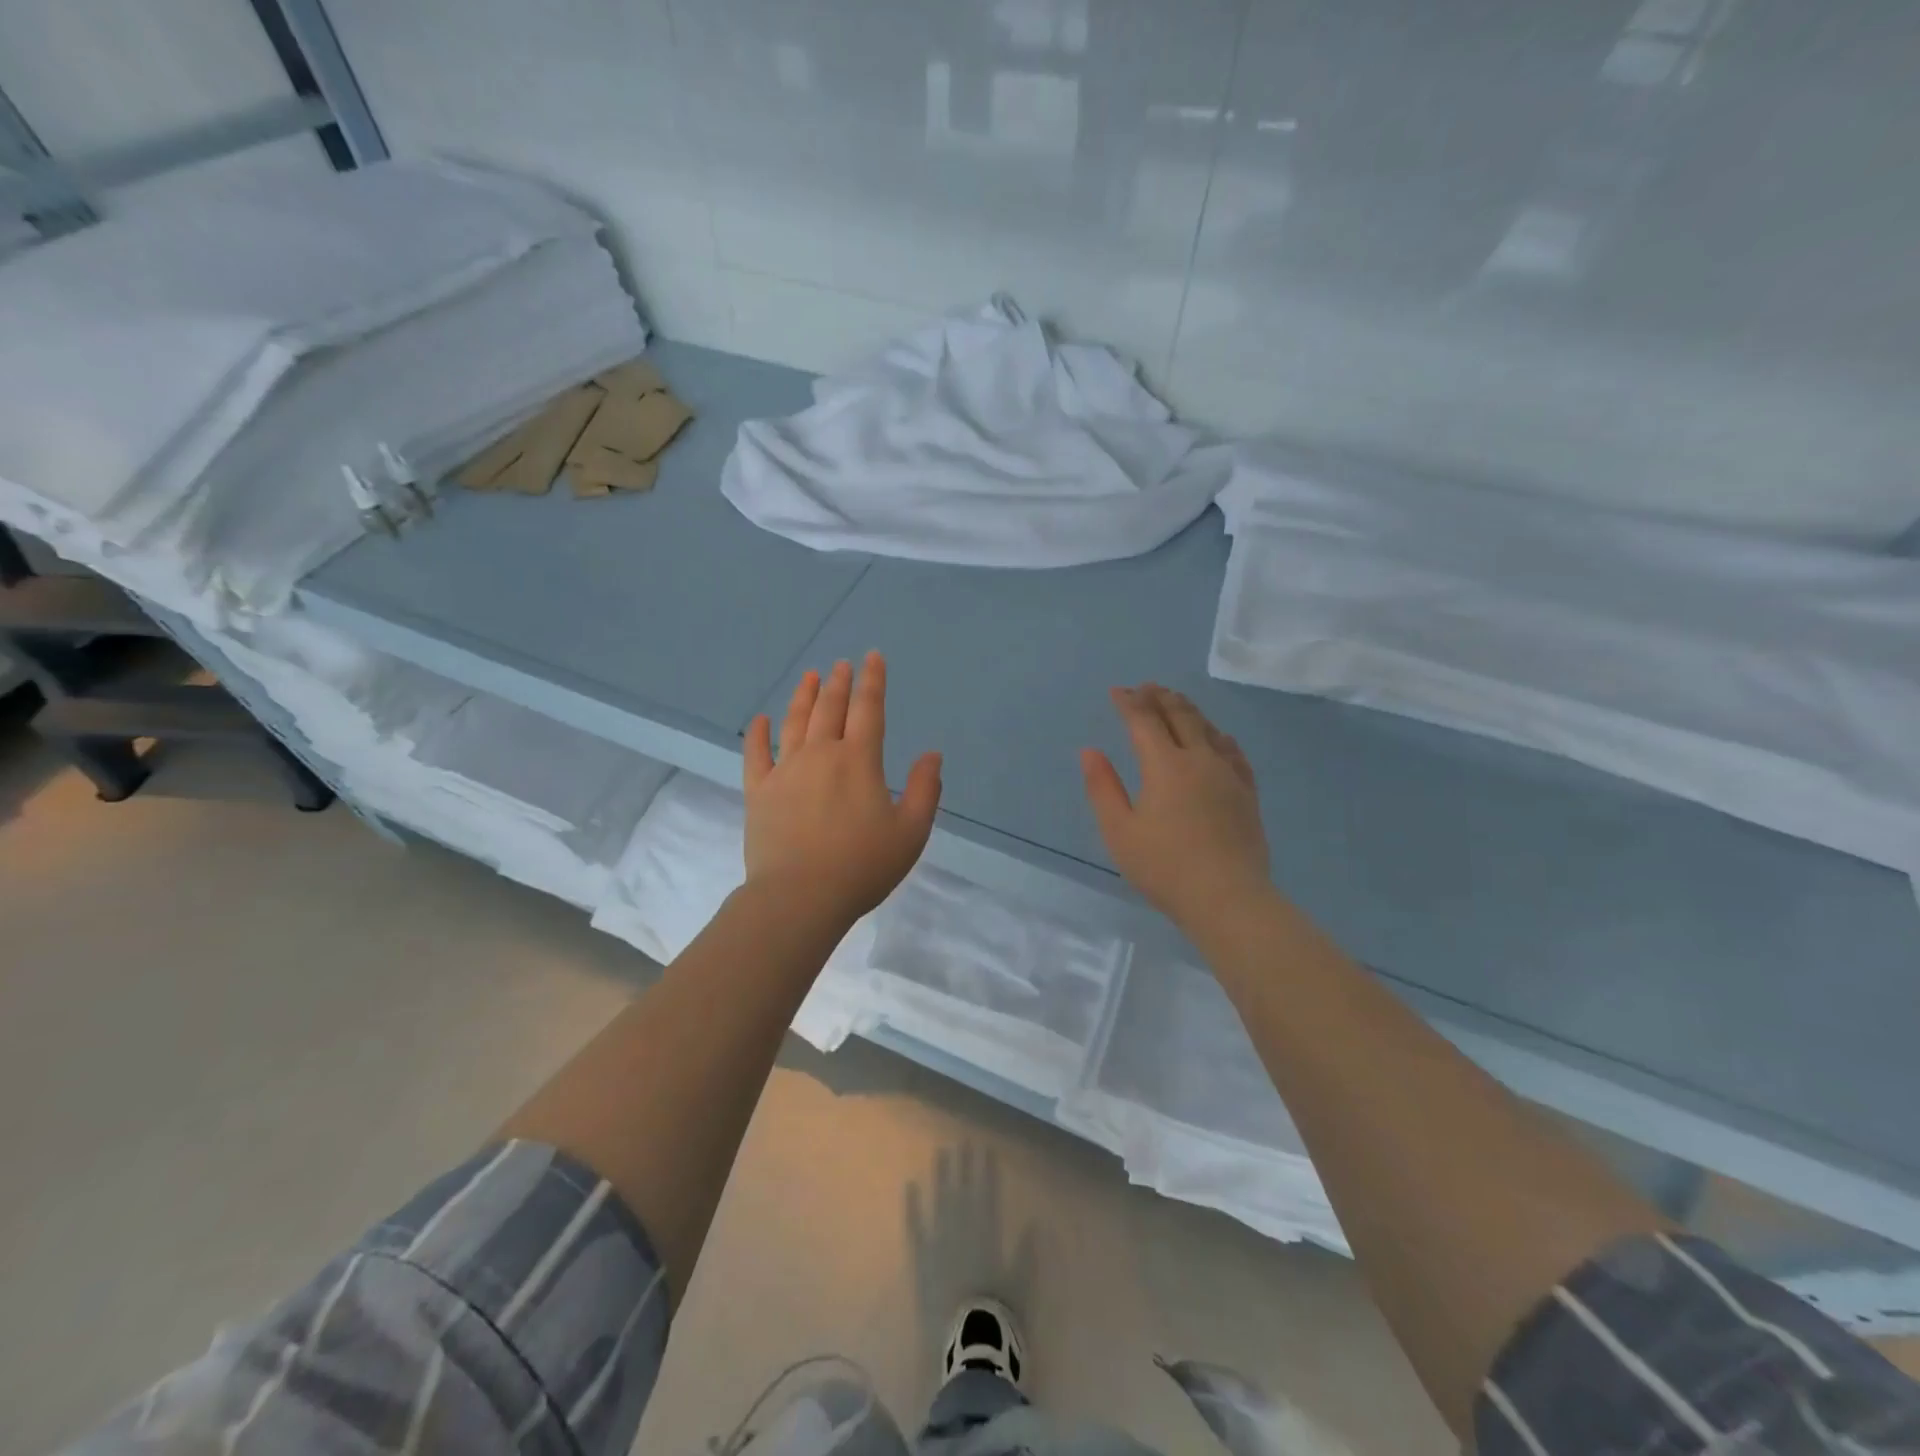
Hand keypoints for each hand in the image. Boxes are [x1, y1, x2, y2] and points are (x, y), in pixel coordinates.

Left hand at [743, 652, 941, 927]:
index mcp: (858, 761)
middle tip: (842, 664)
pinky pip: (755, 754)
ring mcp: (785, 771)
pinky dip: (758, 734)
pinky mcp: (758, 792)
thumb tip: (931, 755)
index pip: (868, 710)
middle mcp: (820, 755)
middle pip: (830, 709)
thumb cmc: (862, 866)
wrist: (800, 897)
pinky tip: (760, 720)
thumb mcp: (911, 832)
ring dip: (804, 697)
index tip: (872, 657)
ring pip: (794, 723)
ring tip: (810, 677)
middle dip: (839, 683)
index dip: (872, 681)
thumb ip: (925, 790)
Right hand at [1081, 684, 1272, 929]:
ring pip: (1208, 729)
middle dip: (1160, 698)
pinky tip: (1218, 737)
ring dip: (1188, 710)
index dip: (1129, 703)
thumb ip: (1103, 788)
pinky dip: (1219, 736)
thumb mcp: (1119, 831)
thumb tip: (1090, 751)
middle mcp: (1199, 760)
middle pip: (1180, 716)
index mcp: (1165, 766)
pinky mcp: (1247, 793)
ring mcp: (1228, 775)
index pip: (1144, 722)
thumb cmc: (1165, 867)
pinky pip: (1234, 752)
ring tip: (1176, 701)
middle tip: (1147, 687)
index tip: (1117, 691)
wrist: (1228, 898)